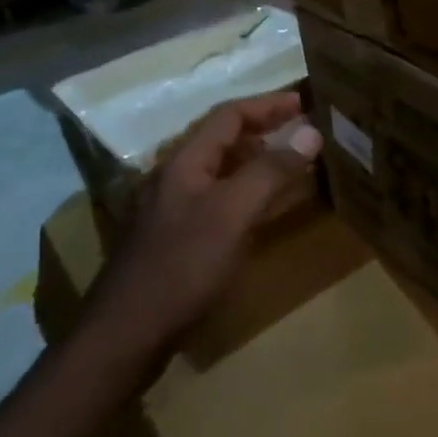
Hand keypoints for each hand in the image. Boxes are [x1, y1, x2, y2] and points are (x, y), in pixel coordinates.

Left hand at [92, 90, 322, 360]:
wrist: (127, 334)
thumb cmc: (182, 265)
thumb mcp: (233, 212)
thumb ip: (271, 170)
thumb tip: (310, 132)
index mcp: (184, 162)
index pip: (229, 115)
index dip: (268, 104)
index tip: (305, 102)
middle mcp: (176, 178)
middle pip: (224, 139)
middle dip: (265, 129)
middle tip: (305, 130)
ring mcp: (174, 210)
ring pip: (223, 170)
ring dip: (259, 159)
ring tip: (295, 162)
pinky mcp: (178, 239)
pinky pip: (221, 199)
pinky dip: (249, 191)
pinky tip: (267, 207)